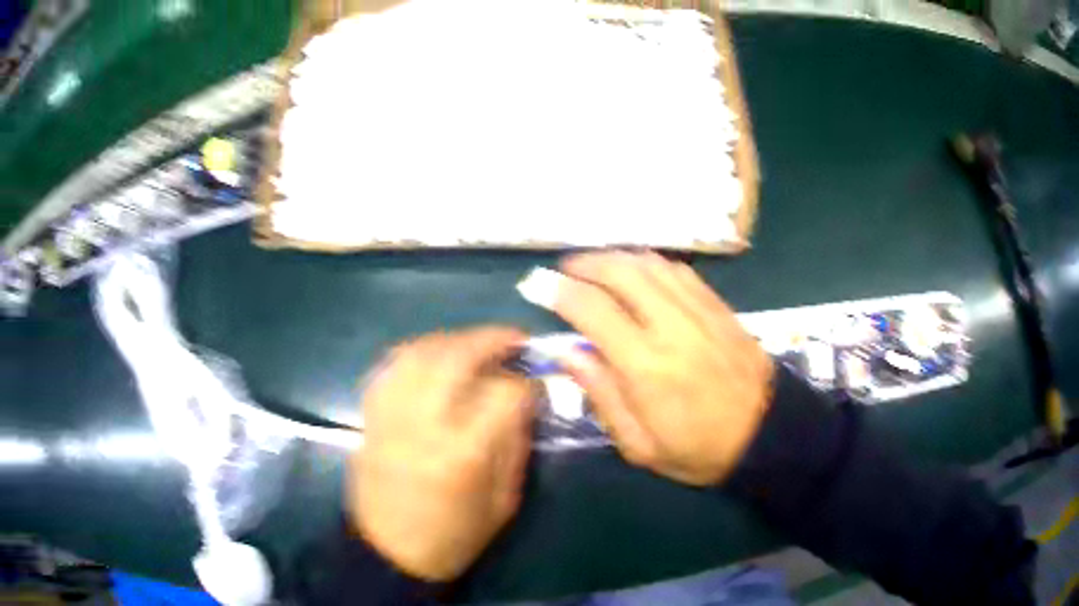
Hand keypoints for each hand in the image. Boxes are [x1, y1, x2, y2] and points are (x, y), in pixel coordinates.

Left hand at [349, 327, 534, 580]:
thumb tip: (524, 400)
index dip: (526, 384)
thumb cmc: (454, 536)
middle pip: (456, 356)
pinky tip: (432, 357)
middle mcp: (423, 424)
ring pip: (418, 353)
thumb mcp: (504, 502)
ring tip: (473, 344)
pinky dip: (414, 353)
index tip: (536, 386)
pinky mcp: (370, 418)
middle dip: (490, 338)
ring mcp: (390, 416)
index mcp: (464, 452)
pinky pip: (389, 368)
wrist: (390, 554)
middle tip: (512, 339)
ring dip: (451, 339)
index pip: (503, 393)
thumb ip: (515, 445)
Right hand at [552, 251, 773, 485]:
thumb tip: (569, 353)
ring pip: (651, 263)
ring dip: (617, 257)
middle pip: (622, 271)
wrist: (766, 434)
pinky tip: (640, 271)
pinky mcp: (719, 306)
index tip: (536, 285)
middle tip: (565, 270)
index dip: (559, 291)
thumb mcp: (640, 445)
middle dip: (586, 263)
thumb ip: (603, 396)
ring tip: (596, 267)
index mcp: (646, 365)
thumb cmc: (699, 450)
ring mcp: (699, 310)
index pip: (593, 310)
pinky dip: (651, 263)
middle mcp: (671, 326)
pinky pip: (679, 271)